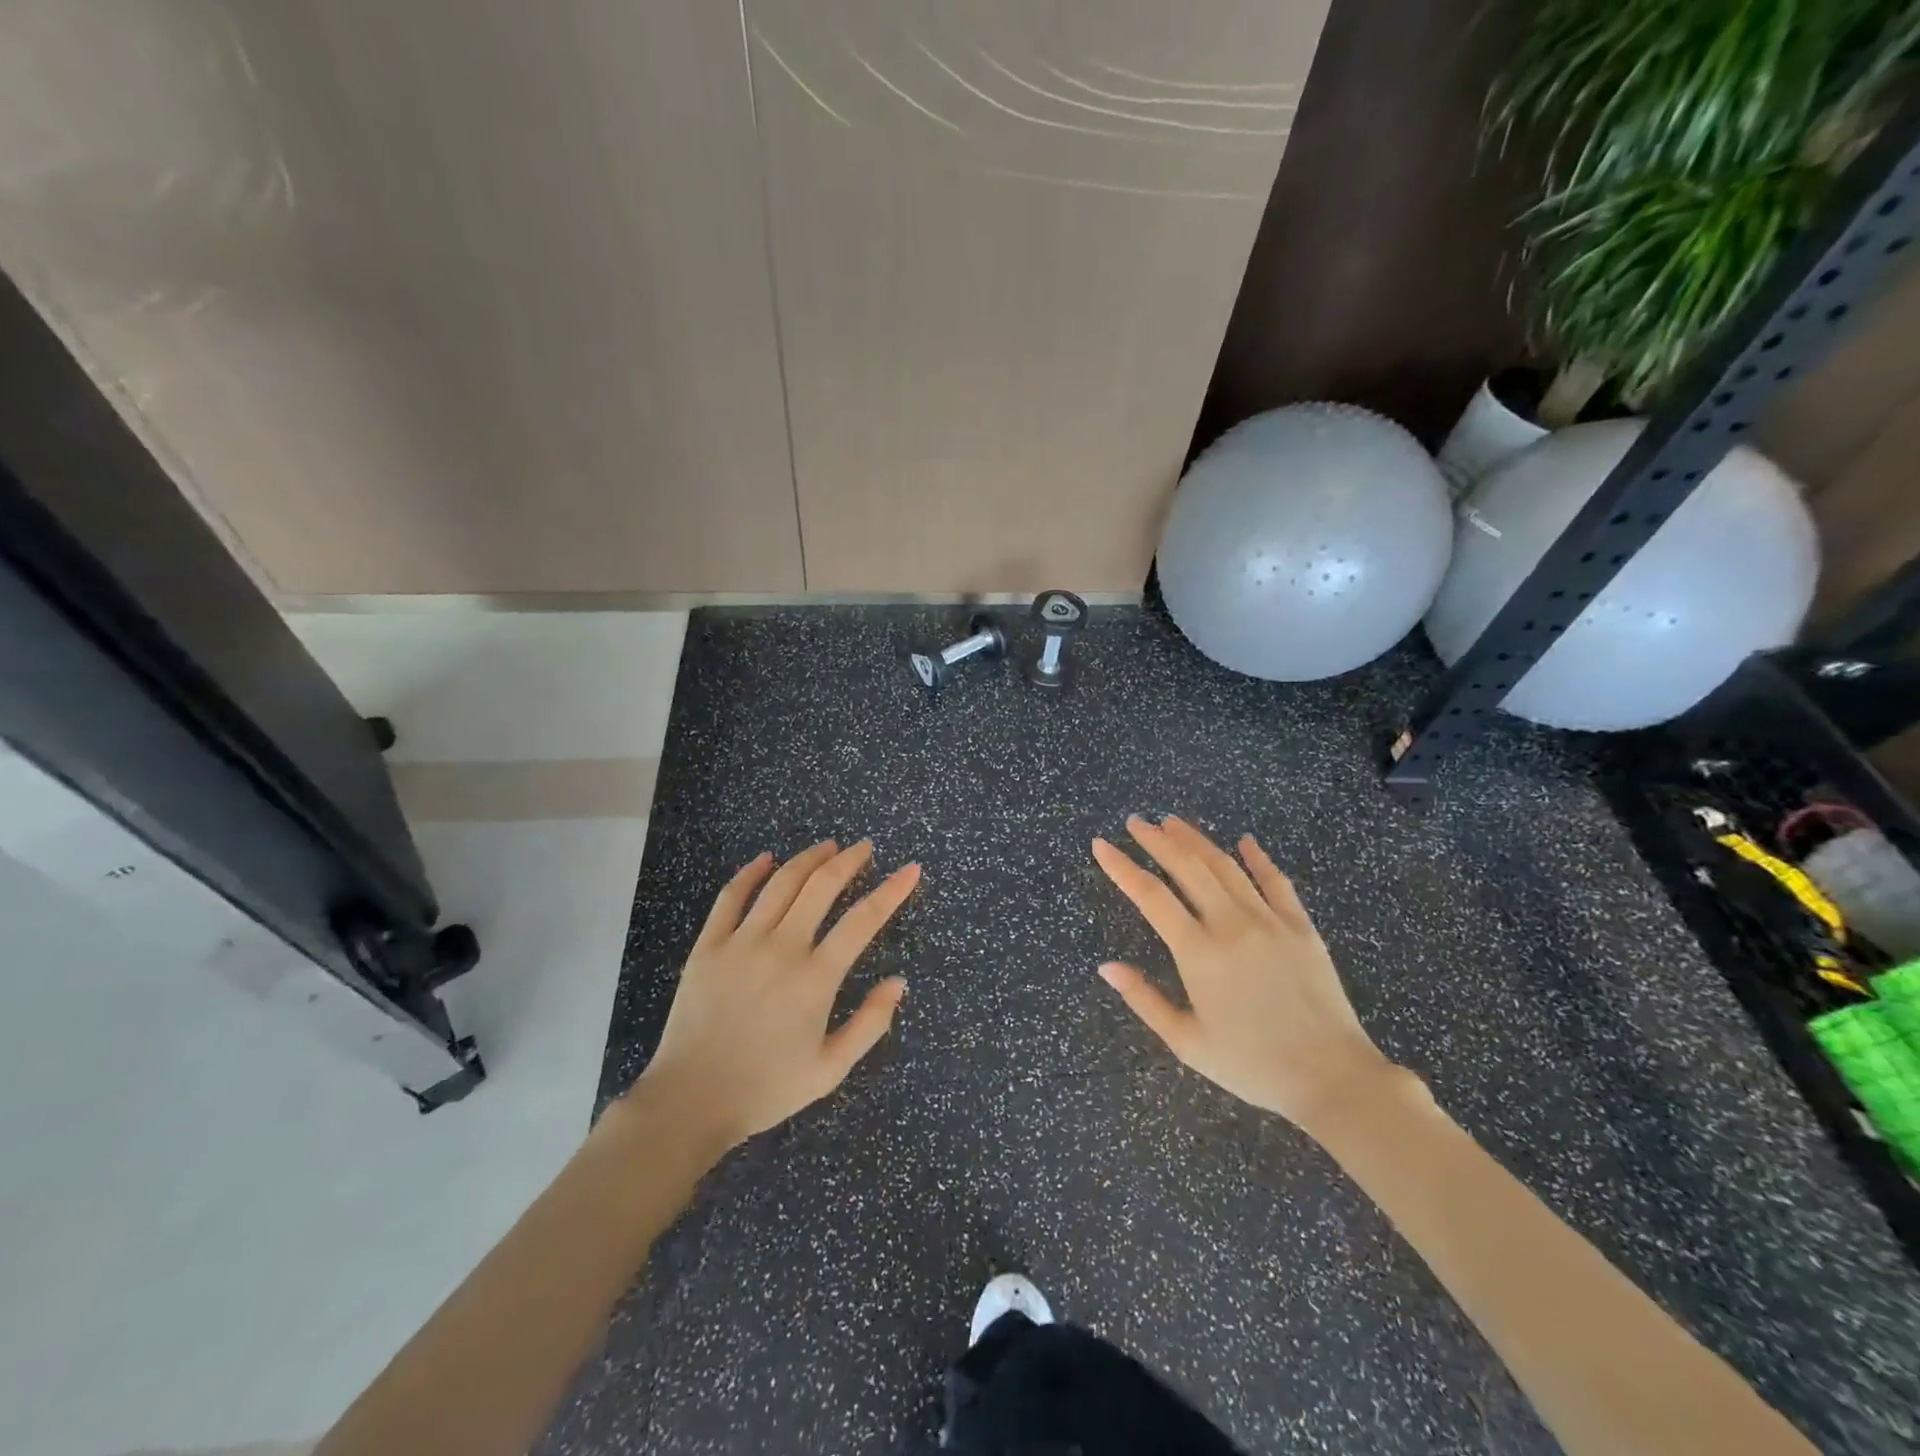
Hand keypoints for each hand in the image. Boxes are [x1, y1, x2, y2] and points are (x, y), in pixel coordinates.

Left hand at [630, 840, 919, 1149]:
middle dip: (849, 860)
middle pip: (822, 886)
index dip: (892, 891)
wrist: (690, 1100)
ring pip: (781, 883)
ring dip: (808, 859)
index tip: (910, 870)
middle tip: (865, 847)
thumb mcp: (830, 1069)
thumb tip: (899, 982)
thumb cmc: (766, 1088)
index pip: (863, 920)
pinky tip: (765, 859)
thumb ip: (870, 1024)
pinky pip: (731, 897)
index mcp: (816, 978)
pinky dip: (750, 873)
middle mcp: (782, 948)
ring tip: (828, 846)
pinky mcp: (709, 945)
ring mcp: (742, 942)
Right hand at [1092, 815, 1396, 1131]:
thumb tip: (1106, 966)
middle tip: (1136, 822)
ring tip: (1173, 822)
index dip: (1122, 867)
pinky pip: (1276, 882)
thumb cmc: (1252, 1065)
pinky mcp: (1301, 927)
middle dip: (1157, 840)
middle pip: (1187, 867)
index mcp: (1198, 953)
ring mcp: (1270, 921)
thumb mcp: (1186, 1042)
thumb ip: (1144, 999)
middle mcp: (1231, 925)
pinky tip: (1244, 841)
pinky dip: (1257, 858)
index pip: (1150, 896)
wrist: (1332, 1078)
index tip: (1101, 845)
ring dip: (1197, 840)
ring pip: (1226, 867)